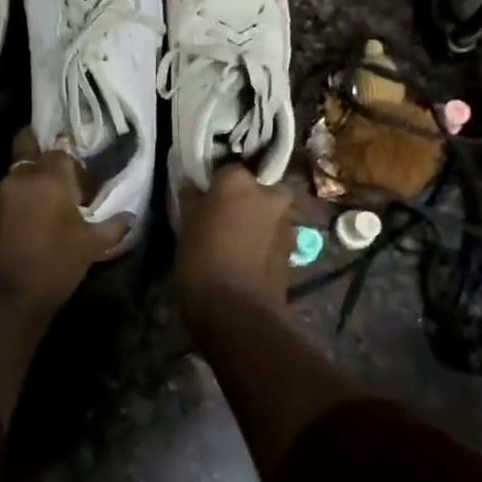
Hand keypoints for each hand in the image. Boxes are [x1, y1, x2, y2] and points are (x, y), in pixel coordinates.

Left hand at [0, 128, 131, 317]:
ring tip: (47, 203)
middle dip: (40, 152)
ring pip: (17, 173)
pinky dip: (19, 200)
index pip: (61, 152)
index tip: (83, 182)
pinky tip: (30, 219)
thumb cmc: (53, 264)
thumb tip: (130, 216)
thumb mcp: (91, 246)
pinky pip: (7, 195)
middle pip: (28, 148)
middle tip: (58, 173)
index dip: (74, 165)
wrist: (4, 297)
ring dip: (30, 181)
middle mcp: (20, 177)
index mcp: (48, 178)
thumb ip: (112, 226)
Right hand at [174, 166, 295, 329]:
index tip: (205, 197)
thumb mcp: (186, 226)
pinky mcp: (294, 250)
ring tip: (237, 241)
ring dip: (258, 221)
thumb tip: (193, 186)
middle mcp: (268, 194)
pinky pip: (276, 236)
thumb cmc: (202, 260)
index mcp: (238, 181)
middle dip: (246, 199)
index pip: (227, 169)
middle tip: (225, 217)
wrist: (238, 312)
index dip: (216, 184)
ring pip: (270, 212)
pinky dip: (265, 241)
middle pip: (257, 188)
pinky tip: (249, 258)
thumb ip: (192, 199)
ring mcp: (286, 222)